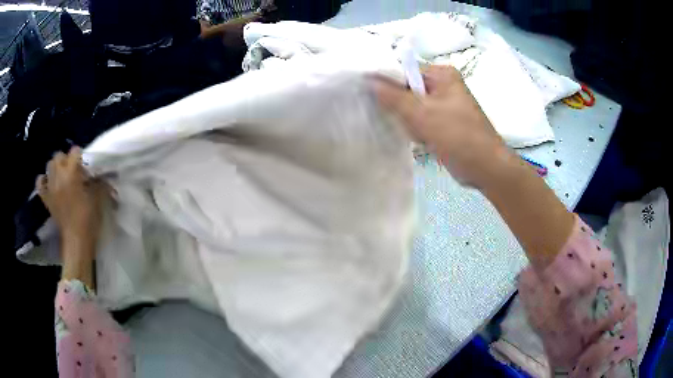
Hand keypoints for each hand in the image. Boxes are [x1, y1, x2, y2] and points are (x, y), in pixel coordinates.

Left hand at [36, 147, 106, 260]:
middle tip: (73, 171)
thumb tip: (100, 174)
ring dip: (56, 168)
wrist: (77, 241)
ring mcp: (51, 187)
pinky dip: (44, 180)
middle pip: (59, 156)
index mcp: (72, 174)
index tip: (85, 167)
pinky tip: (49, 183)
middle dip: (66, 160)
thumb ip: (98, 182)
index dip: (80, 156)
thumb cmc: (89, 220)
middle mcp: (59, 176)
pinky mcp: (46, 198)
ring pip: (50, 165)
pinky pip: (40, 183)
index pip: (75, 151)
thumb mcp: (98, 198)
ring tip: (62, 176)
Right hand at [373, 65, 514, 187]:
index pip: (404, 71)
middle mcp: (443, 86)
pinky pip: (421, 120)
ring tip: (414, 133)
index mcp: (442, 75)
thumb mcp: (422, 113)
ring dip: (407, 120)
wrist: (486, 168)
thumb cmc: (458, 136)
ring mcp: (443, 105)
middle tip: (395, 119)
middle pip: (407, 89)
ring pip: (412, 107)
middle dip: (399, 106)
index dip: (386, 82)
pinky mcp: (443, 123)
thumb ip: (393, 96)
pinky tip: (418, 139)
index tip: (369, 96)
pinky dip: (416, 129)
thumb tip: (368, 80)